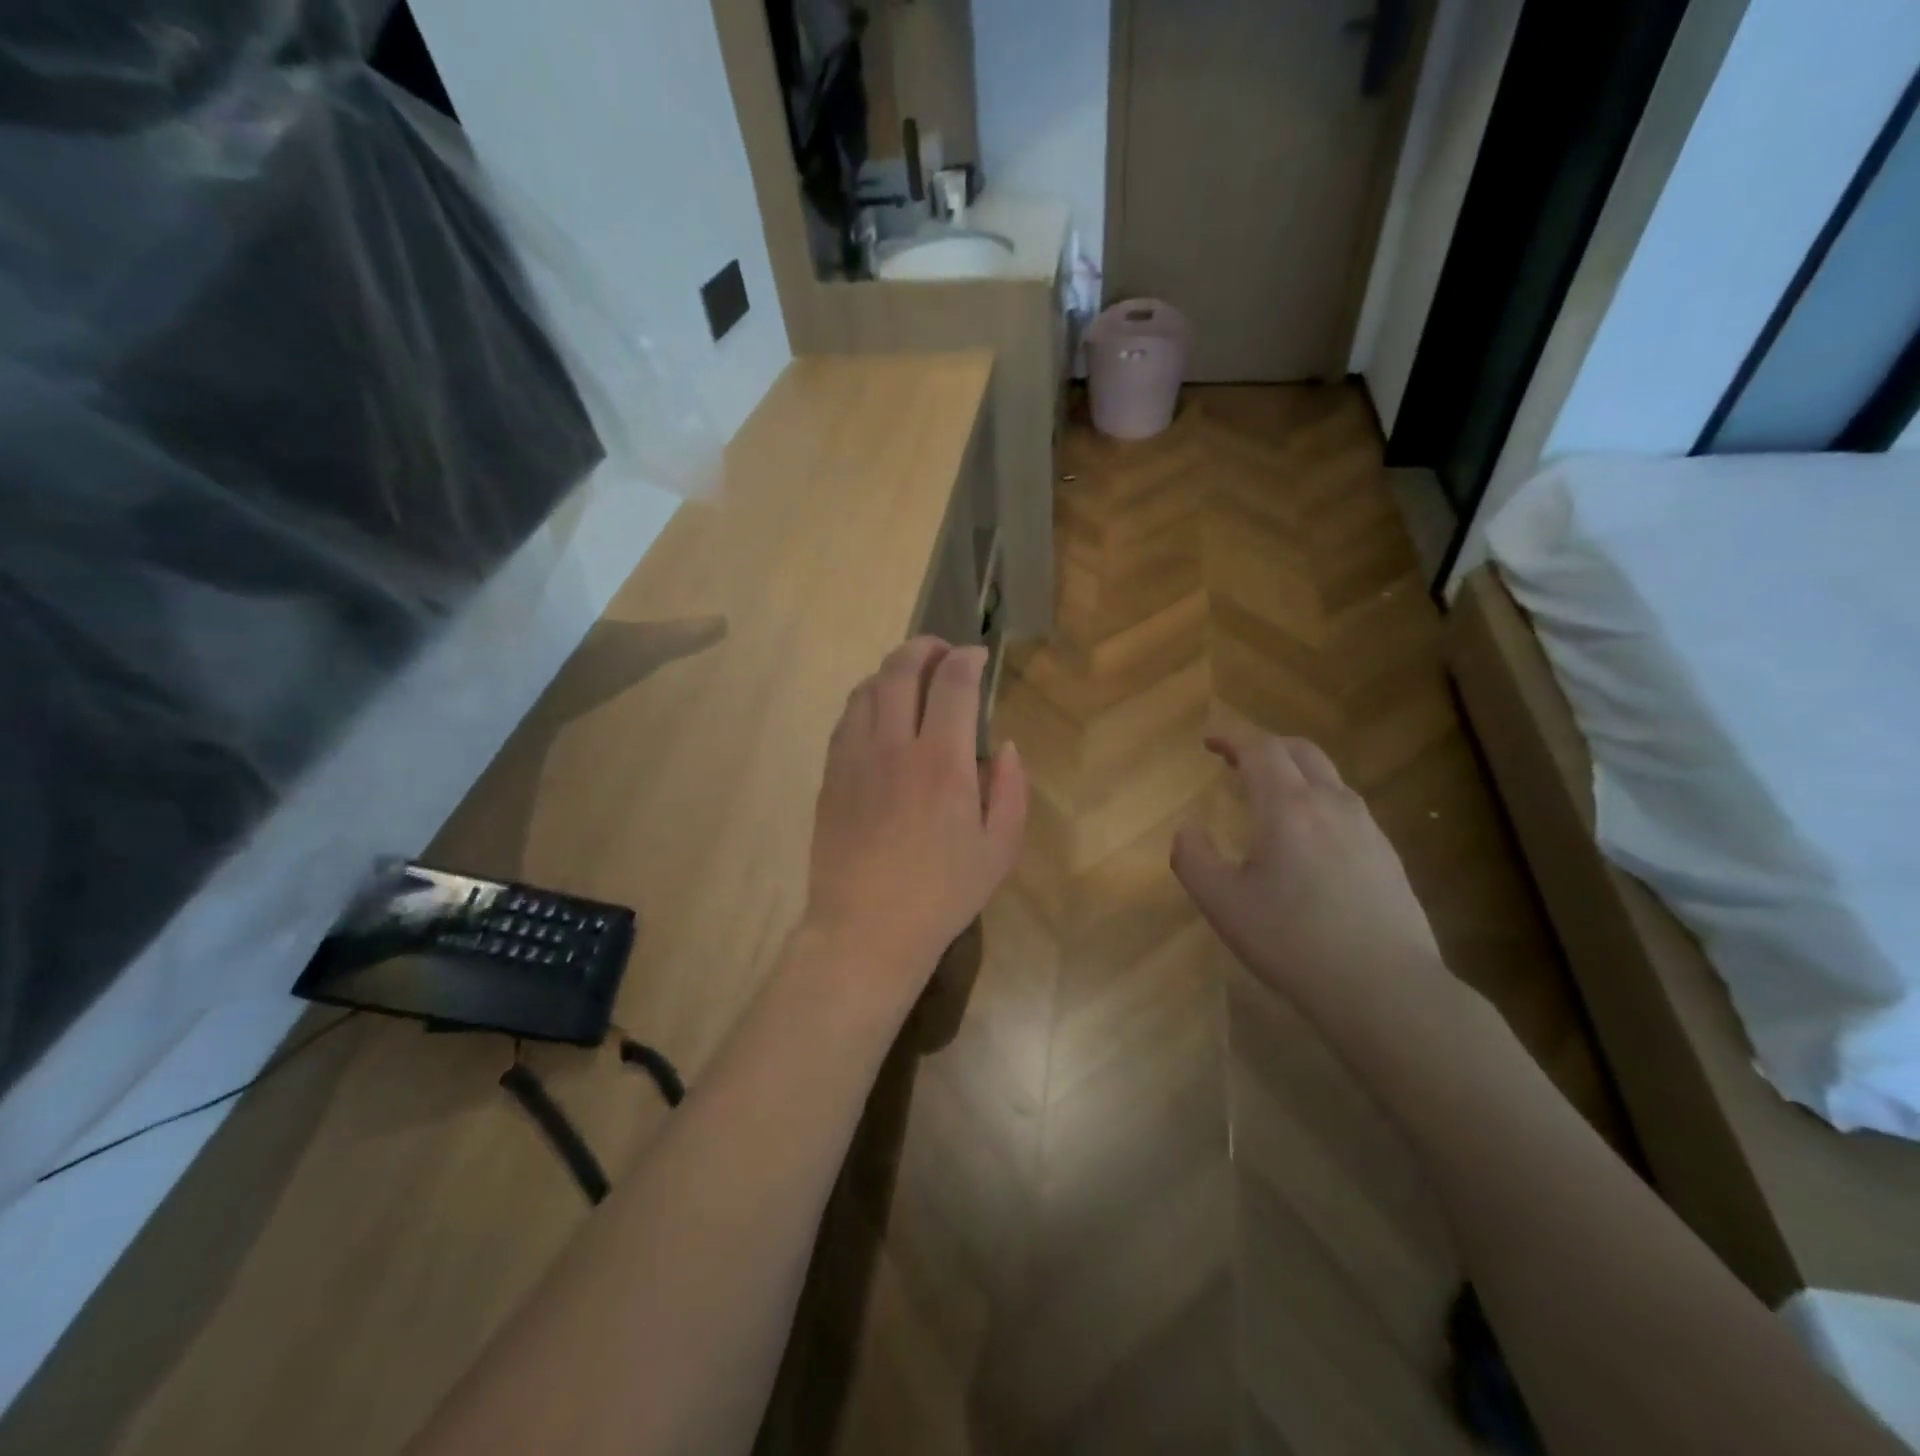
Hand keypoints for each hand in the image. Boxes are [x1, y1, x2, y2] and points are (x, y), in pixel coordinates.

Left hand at [804, 638, 1026, 997]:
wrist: (866, 927)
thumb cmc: (942, 893)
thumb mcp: (1000, 849)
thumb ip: (1011, 790)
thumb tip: (1004, 748)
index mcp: (942, 762)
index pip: (952, 683)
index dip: (966, 658)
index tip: (977, 656)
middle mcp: (894, 746)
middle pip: (901, 669)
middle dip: (924, 648)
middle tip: (941, 651)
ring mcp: (854, 758)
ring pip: (867, 688)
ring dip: (891, 670)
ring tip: (910, 678)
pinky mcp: (831, 775)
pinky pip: (846, 719)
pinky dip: (866, 700)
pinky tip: (878, 713)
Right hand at [1171, 732, 1451, 1029]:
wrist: (1385, 989)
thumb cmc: (1292, 942)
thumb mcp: (1223, 904)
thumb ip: (1193, 857)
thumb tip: (1186, 827)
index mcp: (1287, 808)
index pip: (1260, 750)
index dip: (1232, 738)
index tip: (1209, 742)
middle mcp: (1331, 804)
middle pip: (1299, 751)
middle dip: (1264, 746)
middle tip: (1236, 761)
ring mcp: (1366, 828)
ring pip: (1328, 777)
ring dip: (1293, 772)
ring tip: (1268, 796)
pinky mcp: (1387, 854)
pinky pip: (1345, 806)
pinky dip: (1316, 799)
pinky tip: (1307, 837)